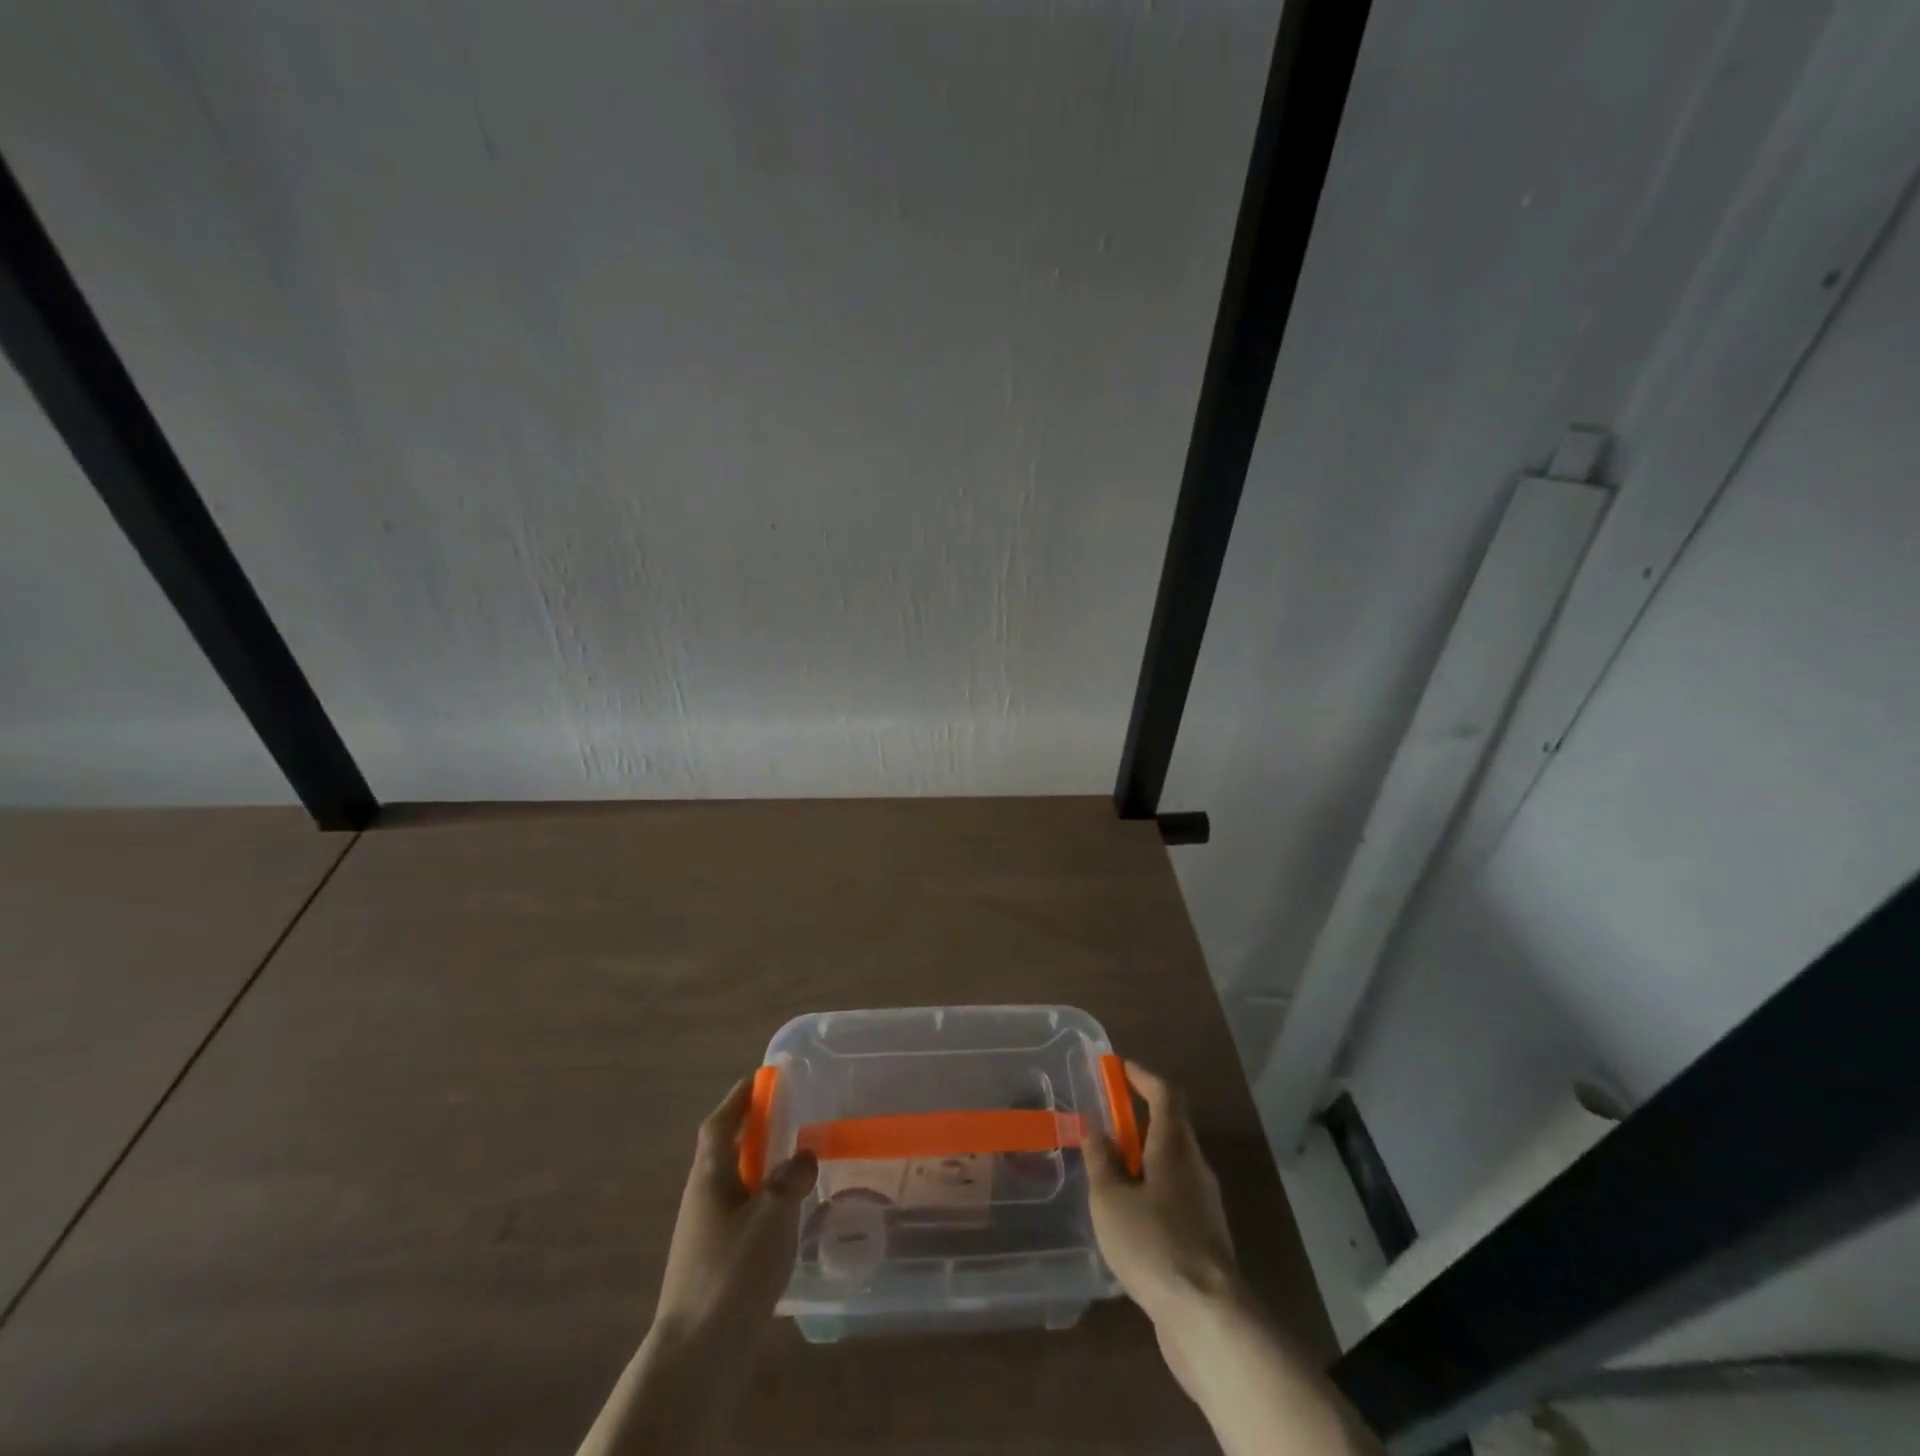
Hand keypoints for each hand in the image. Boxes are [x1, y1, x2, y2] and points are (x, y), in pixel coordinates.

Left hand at [654, 1077, 817, 1343]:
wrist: (696, 1355)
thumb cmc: (733, 1271)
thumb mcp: (773, 1215)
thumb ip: (792, 1178)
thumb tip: (804, 1154)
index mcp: (709, 1177)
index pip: (719, 1125)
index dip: (738, 1100)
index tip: (759, 1080)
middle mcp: (701, 1199)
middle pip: (725, 1153)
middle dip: (753, 1133)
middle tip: (787, 1119)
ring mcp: (703, 1235)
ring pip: (734, 1187)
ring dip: (759, 1170)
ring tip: (795, 1167)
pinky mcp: (712, 1265)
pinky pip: (740, 1217)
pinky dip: (761, 1205)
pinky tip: (785, 1221)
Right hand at [1084, 1061, 1241, 1372]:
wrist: (1208, 1320)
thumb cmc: (1154, 1245)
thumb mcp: (1110, 1200)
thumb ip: (1100, 1161)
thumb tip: (1094, 1127)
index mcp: (1174, 1148)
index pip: (1166, 1095)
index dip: (1143, 1077)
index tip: (1120, 1068)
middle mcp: (1194, 1168)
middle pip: (1171, 1128)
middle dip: (1138, 1120)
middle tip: (1105, 1122)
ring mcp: (1204, 1206)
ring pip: (1172, 1166)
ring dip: (1143, 1159)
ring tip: (1108, 1173)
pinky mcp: (1205, 1240)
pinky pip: (1174, 1199)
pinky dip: (1151, 1192)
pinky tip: (1127, 1218)